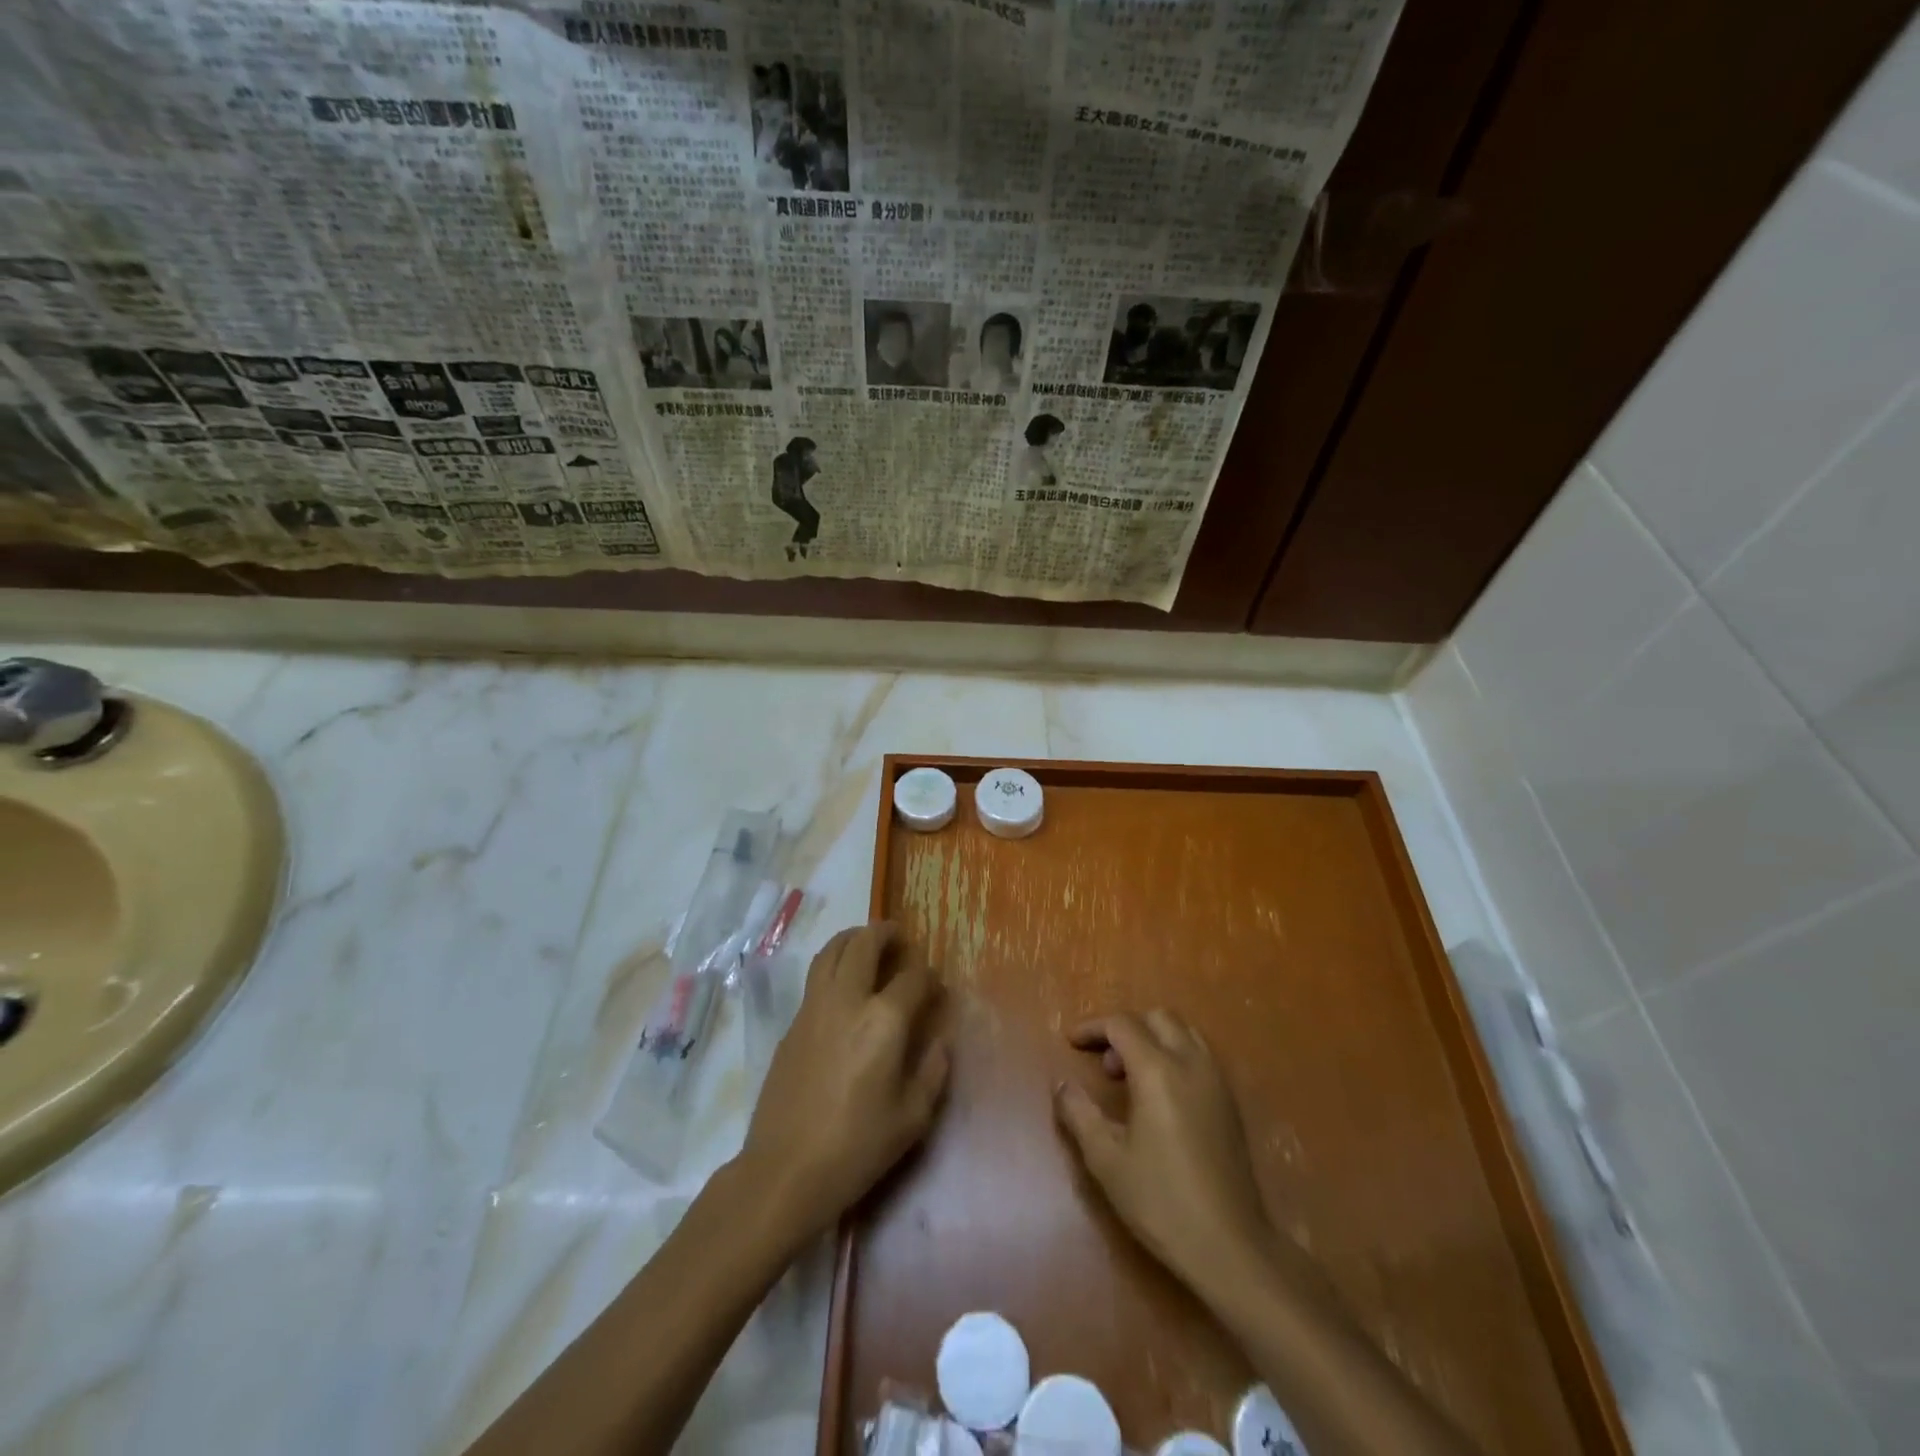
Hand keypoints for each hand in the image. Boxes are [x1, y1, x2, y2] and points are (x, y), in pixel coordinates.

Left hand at [739, 922, 948, 1245]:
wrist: (785, 1170)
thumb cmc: (857, 1147)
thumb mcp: (912, 1118)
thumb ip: (933, 1072)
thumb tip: (940, 1042)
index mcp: (884, 1020)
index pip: (912, 977)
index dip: (928, 976)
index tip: (935, 987)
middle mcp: (847, 1000)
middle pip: (864, 944)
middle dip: (884, 933)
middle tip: (897, 936)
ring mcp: (813, 1008)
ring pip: (831, 951)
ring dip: (852, 938)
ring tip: (866, 942)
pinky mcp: (792, 1024)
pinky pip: (815, 978)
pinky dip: (832, 965)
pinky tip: (842, 986)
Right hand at [1054, 1010, 1273, 1293]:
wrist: (1230, 1246)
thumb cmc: (1161, 1201)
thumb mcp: (1107, 1160)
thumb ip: (1080, 1114)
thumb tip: (1063, 1085)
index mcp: (1158, 1071)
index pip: (1122, 1025)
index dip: (1093, 1028)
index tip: (1071, 1042)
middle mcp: (1191, 1063)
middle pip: (1157, 1018)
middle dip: (1125, 1029)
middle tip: (1104, 1064)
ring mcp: (1217, 1081)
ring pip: (1183, 1032)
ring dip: (1153, 1038)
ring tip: (1132, 1077)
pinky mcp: (1230, 1102)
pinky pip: (1200, 1055)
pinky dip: (1175, 1055)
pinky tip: (1161, 1096)